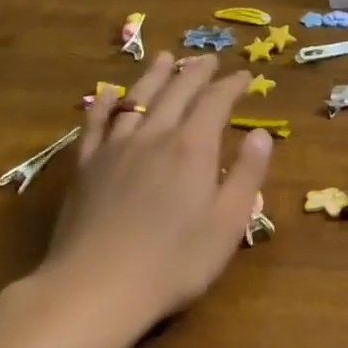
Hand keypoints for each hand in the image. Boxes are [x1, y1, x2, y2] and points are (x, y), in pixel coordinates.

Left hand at [39, 52, 272, 340]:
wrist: (95, 289)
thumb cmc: (174, 261)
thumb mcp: (228, 223)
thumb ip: (248, 174)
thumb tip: (261, 134)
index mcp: (193, 147)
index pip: (216, 102)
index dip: (232, 85)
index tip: (245, 76)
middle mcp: (155, 136)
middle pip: (177, 91)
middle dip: (196, 72)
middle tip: (209, 59)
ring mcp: (115, 149)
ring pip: (137, 99)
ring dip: (154, 75)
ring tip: (165, 58)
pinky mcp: (85, 167)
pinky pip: (95, 124)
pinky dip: (104, 104)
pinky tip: (107, 94)